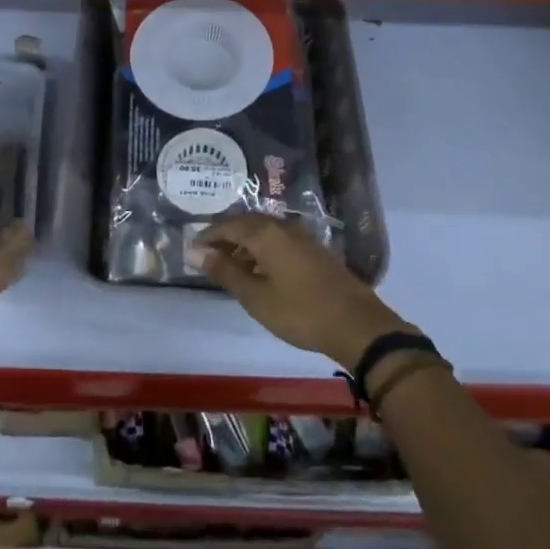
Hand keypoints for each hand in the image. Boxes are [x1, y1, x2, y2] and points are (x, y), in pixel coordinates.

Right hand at [199, 214, 409, 367]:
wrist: (357, 325)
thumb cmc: (300, 311)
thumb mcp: (256, 296)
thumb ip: (225, 271)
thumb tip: (196, 252)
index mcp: (265, 233)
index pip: (228, 225)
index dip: (208, 235)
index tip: (192, 250)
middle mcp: (283, 227)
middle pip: (247, 223)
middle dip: (225, 237)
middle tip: (209, 256)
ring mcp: (302, 237)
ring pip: (264, 232)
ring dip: (245, 244)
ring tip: (231, 267)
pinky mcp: (315, 250)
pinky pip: (279, 240)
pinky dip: (263, 250)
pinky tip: (261, 271)